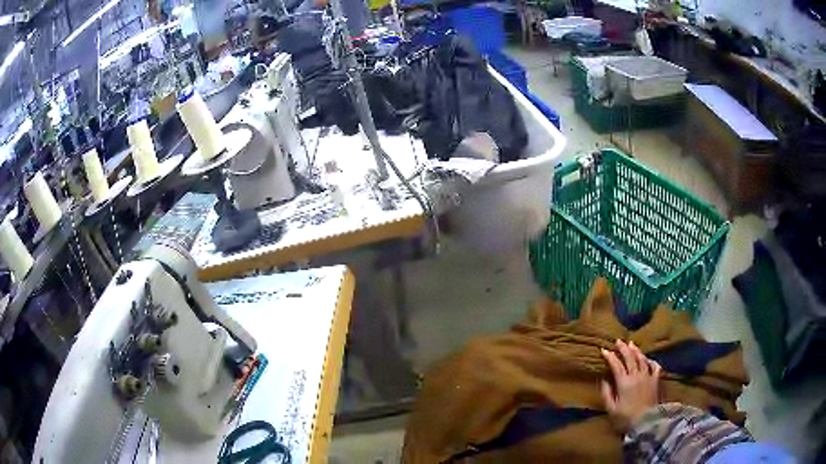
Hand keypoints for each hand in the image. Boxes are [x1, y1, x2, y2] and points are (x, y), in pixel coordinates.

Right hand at [600, 340, 661, 432]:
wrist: (646, 422)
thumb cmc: (626, 418)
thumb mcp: (611, 409)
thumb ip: (606, 394)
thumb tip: (603, 380)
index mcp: (624, 382)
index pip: (616, 365)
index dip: (610, 357)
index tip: (604, 350)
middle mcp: (636, 375)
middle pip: (630, 358)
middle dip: (623, 348)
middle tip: (618, 341)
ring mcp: (647, 376)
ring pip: (642, 359)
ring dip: (636, 351)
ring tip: (631, 344)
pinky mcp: (656, 380)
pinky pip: (655, 366)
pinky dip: (651, 361)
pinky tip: (648, 359)